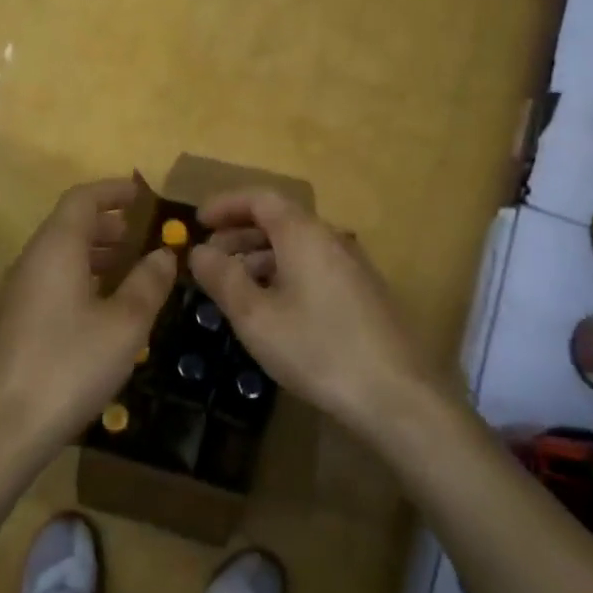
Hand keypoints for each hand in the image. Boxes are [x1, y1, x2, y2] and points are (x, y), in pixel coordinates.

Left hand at [0, 177, 177, 461]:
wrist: (2, 429)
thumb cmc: (70, 366)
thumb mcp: (125, 324)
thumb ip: (148, 283)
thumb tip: (164, 254)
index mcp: (55, 249)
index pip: (82, 199)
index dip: (114, 191)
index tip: (144, 195)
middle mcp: (30, 261)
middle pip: (69, 225)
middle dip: (110, 225)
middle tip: (146, 239)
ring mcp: (16, 293)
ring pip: (59, 256)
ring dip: (96, 255)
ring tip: (132, 273)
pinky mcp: (12, 322)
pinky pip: (50, 282)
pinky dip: (80, 279)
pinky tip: (103, 311)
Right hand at [188, 188, 434, 435]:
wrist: (395, 393)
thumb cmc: (317, 348)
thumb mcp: (256, 316)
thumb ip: (223, 278)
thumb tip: (198, 251)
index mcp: (303, 234)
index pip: (260, 198)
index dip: (226, 205)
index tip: (198, 222)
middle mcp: (330, 239)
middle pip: (279, 220)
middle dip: (238, 233)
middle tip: (208, 258)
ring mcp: (351, 265)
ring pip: (296, 246)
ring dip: (259, 256)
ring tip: (232, 285)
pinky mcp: (362, 291)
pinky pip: (313, 266)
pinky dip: (282, 273)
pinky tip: (270, 306)